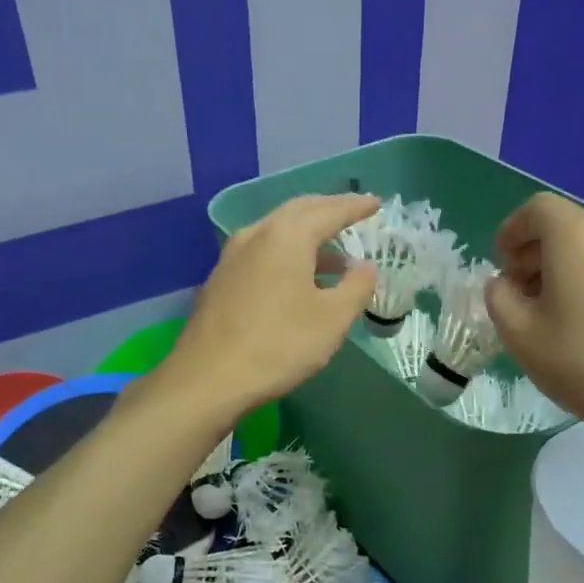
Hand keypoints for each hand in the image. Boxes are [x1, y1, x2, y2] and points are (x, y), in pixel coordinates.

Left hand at [165, 193, 379, 419]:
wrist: (208, 379)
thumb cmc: (278, 345)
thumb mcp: (332, 319)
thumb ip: (356, 287)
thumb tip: (366, 266)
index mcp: (287, 237)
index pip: (329, 211)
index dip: (355, 207)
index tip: (376, 203)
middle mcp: (256, 234)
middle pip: (298, 211)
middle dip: (328, 209)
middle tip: (353, 212)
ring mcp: (232, 255)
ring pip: (276, 229)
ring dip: (307, 232)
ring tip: (333, 252)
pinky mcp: (220, 278)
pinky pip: (262, 249)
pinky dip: (286, 250)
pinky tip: (297, 275)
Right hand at [485, 194, 583, 447]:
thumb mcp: (519, 334)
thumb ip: (499, 297)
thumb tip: (506, 284)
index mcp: (577, 234)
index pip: (536, 209)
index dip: (511, 232)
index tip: (500, 265)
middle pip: (565, 227)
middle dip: (535, 254)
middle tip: (520, 295)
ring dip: (564, 269)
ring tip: (553, 313)